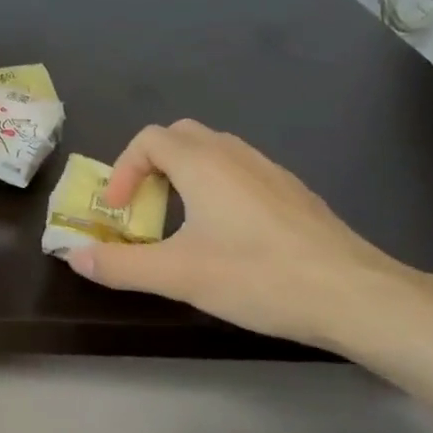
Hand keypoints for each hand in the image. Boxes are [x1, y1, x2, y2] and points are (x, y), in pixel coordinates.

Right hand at [67, 120, 420, 351]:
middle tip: (144, 208)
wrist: (358, 296)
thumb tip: (74, 256)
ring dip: (184, 176)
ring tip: (180, 222)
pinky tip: (227, 236)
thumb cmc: (259, 276)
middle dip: (150, 166)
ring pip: (214, 152)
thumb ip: (120, 265)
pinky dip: (216, 188)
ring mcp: (270, 171)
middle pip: (180, 137)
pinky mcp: (293, 194)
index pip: (148, 139)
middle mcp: (235, 155)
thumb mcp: (178, 275)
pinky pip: (241, 172)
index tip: (119, 211)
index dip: (122, 170)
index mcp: (203, 163)